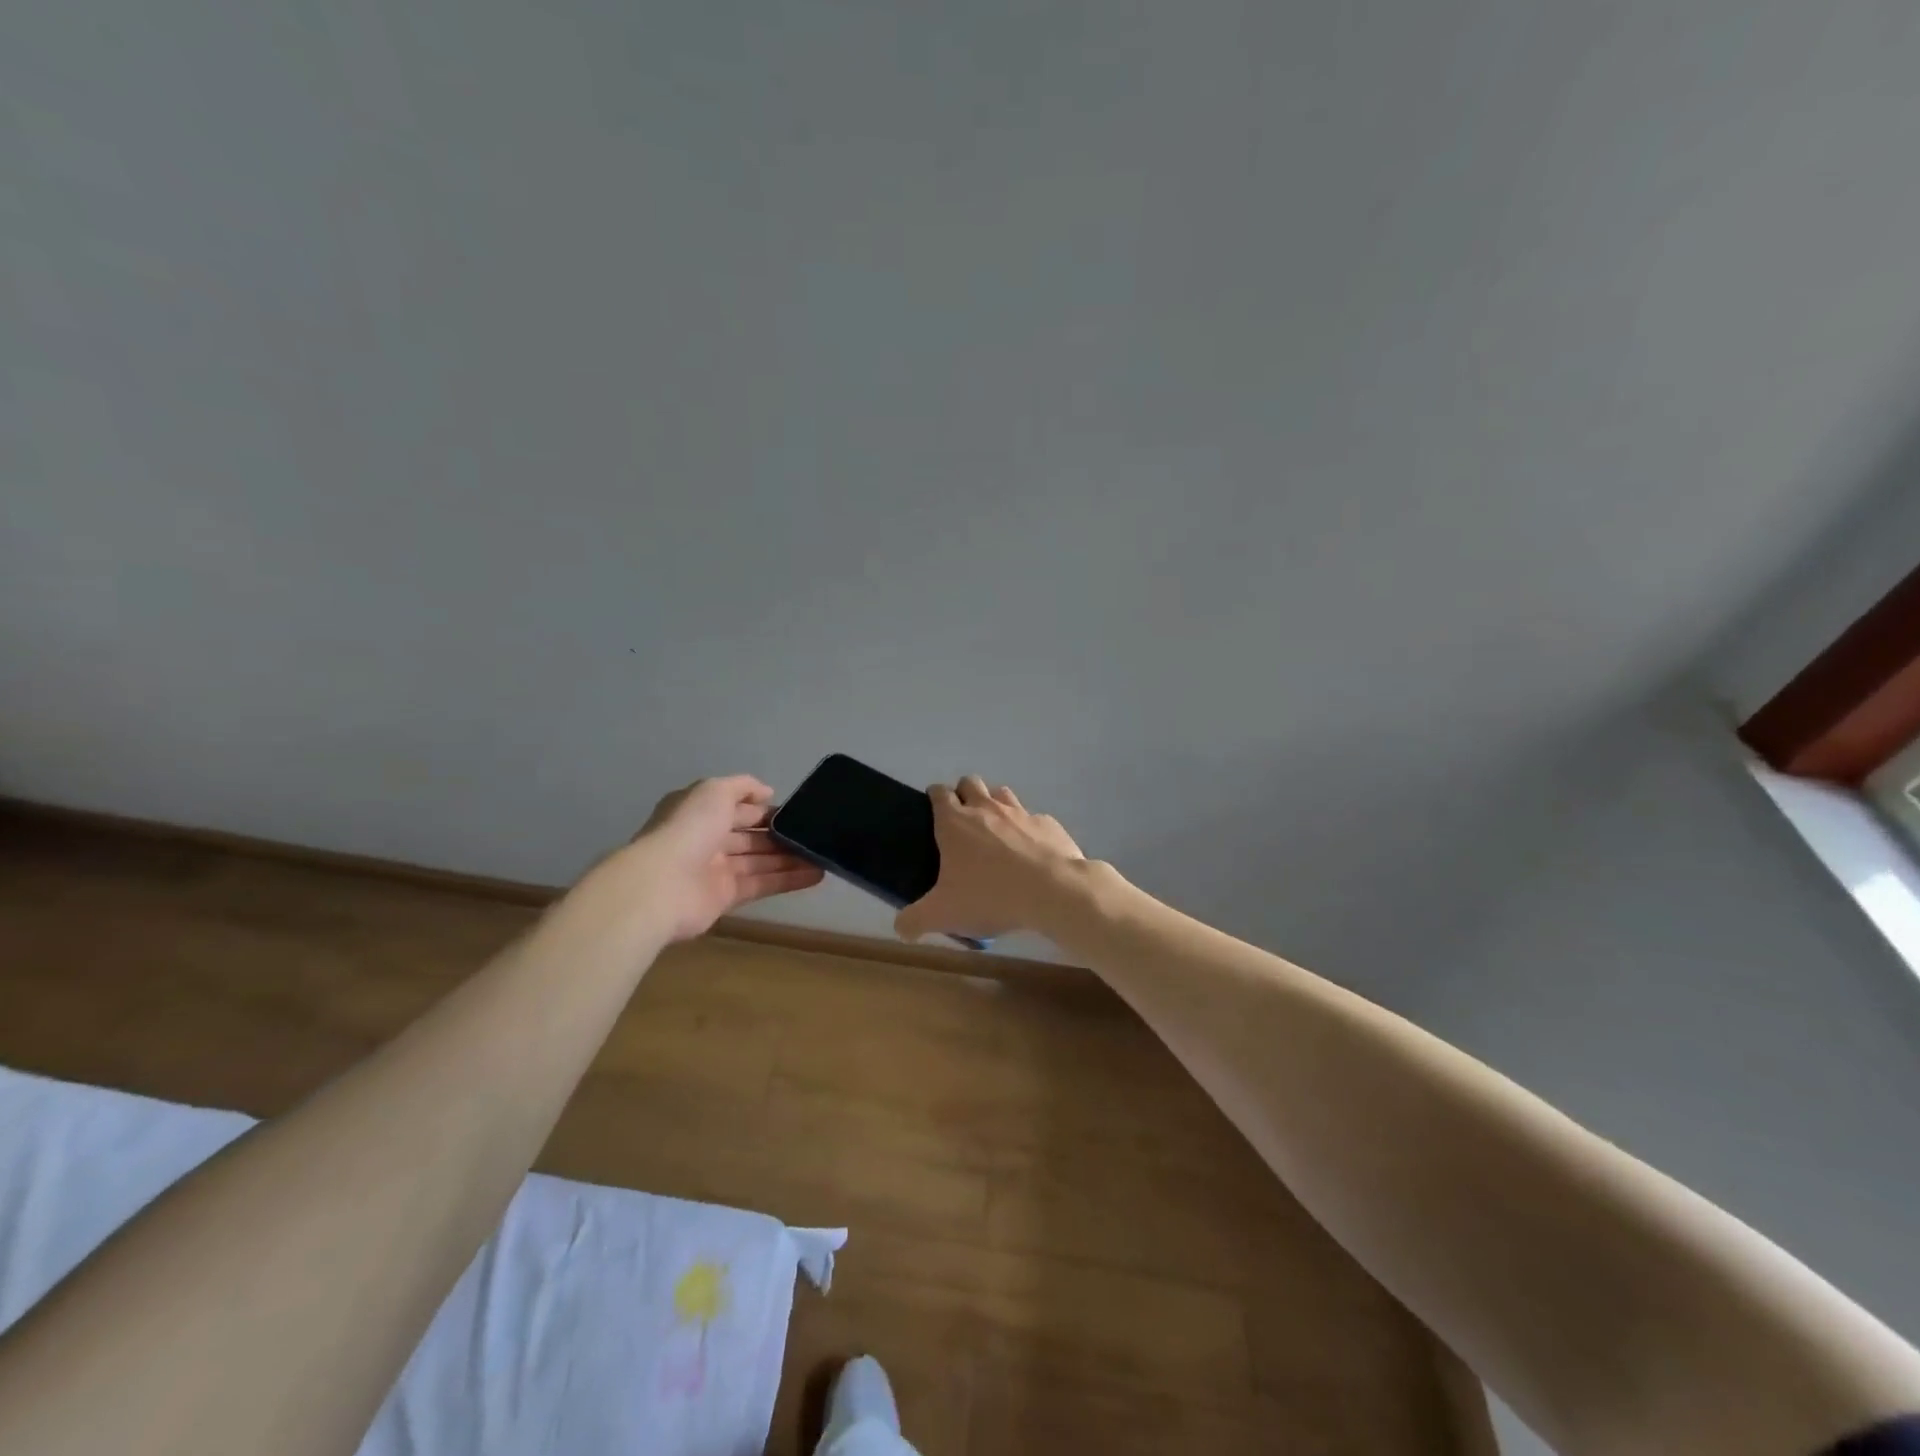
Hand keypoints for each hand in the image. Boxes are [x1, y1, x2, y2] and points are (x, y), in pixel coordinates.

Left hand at [614, 776, 823, 942]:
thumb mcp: (714, 791)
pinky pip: (762, 884)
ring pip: (759, 861)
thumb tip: (767, 792)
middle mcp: (707, 839)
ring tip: (823, 855)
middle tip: (814, 834)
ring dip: (790, 858)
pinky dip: (788, 880)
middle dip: (780, 834)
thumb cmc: (688, 829)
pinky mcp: (726, 897)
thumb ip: (742, 786)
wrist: (661, 886)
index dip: (764, 808)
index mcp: (700, 812)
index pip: (738, 808)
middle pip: (750, 836)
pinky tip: (816, 875)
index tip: (796, 810)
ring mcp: (716, 870)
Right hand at [894, 776, 1085, 942]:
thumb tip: (900, 928)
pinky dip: (1027, 829)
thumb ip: (915, 920)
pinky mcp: (1047, 823)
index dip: (935, 797)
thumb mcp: (943, 915)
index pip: (939, 793)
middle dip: (964, 794)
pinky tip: (1030, 851)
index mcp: (955, 822)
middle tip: (963, 822)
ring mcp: (1020, 812)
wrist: (1053, 891)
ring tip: (995, 831)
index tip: (933, 810)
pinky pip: (1033, 818)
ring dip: (994, 804)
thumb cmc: (990, 896)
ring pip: (1001, 793)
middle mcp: (986, 808)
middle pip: (970, 783)